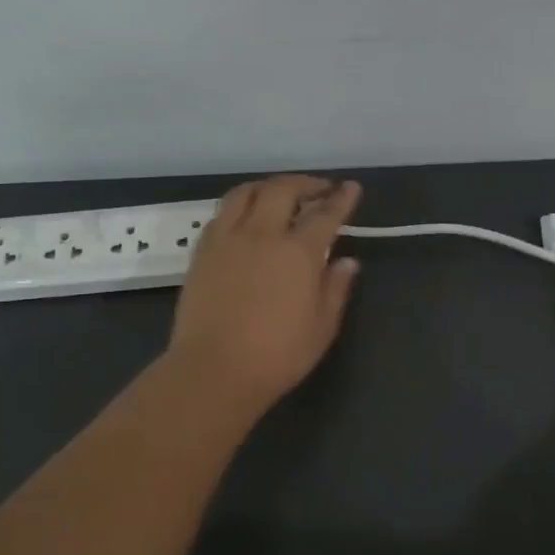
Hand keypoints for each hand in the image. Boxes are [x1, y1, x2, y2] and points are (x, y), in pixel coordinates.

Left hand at [165, 175, 362, 414]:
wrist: (214, 370)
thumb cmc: (277, 355)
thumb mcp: (321, 327)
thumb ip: (335, 289)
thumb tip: (347, 262)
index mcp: (298, 252)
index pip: (324, 214)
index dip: (341, 199)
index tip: (351, 188)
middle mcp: (262, 234)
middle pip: (283, 190)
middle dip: (306, 184)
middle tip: (320, 189)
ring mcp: (227, 239)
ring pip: (247, 192)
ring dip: (269, 186)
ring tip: (280, 194)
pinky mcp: (202, 251)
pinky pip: (222, 213)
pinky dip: (241, 204)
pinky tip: (247, 217)